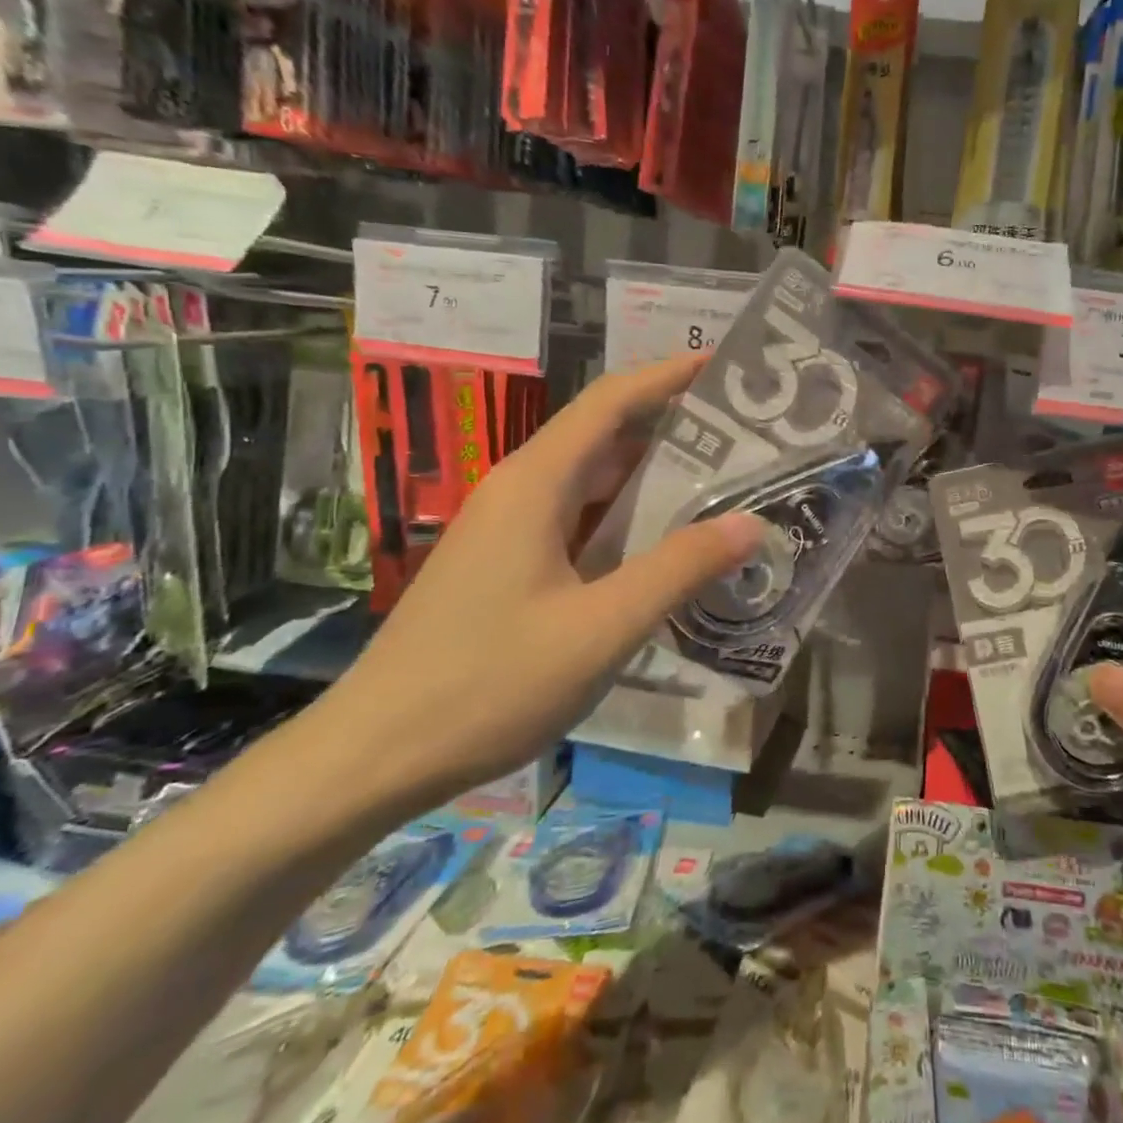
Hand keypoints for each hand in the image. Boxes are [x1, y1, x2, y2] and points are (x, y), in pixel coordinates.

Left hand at [309, 356, 765, 815]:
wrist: (372, 756)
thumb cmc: (487, 684)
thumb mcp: (601, 628)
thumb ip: (678, 570)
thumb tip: (750, 523)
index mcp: (535, 484)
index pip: (610, 402)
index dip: (667, 376)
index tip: (724, 366)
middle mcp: (519, 491)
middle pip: (604, 435)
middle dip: (672, 426)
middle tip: (744, 435)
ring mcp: (508, 529)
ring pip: (592, 482)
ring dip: (652, 476)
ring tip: (722, 482)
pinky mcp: (506, 565)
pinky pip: (578, 520)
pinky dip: (626, 519)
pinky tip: (665, 546)